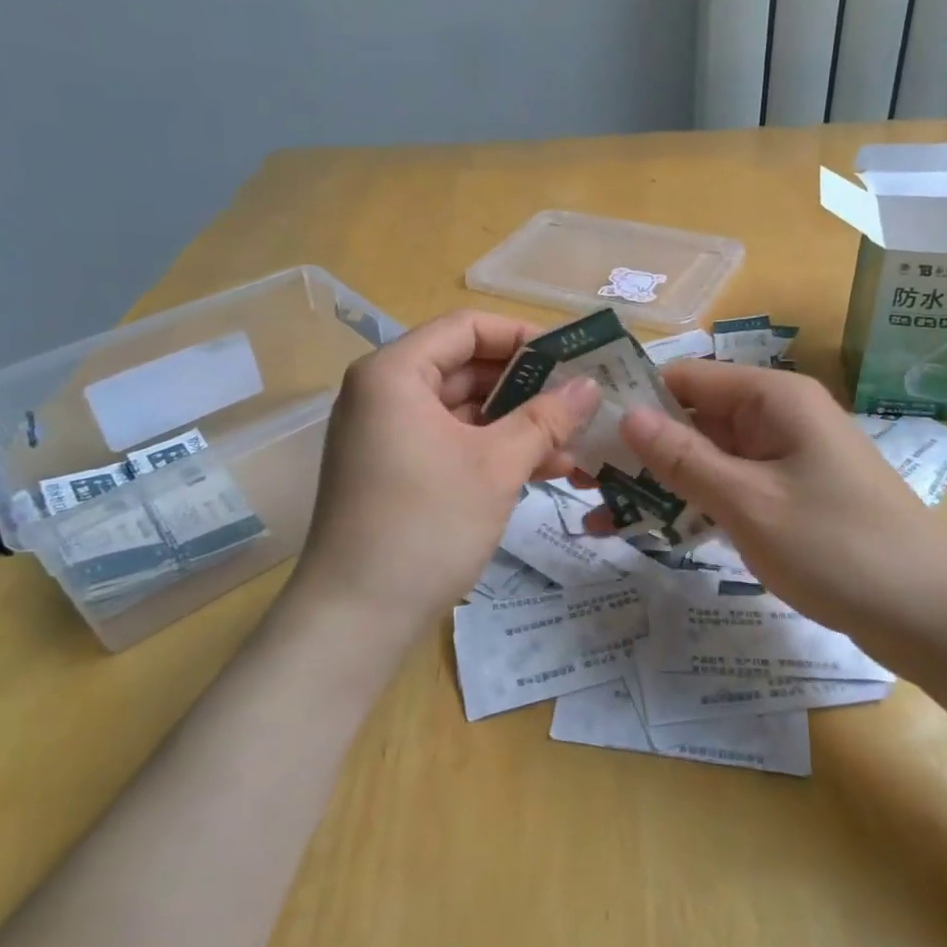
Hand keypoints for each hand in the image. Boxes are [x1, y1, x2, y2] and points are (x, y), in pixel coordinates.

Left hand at [290, 311, 599, 631]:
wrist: (356, 618)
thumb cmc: (426, 525)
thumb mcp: (497, 467)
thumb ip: (546, 418)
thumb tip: (591, 386)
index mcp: (395, 373)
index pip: (466, 328)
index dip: (523, 336)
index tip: (572, 357)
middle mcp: (384, 393)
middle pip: (465, 367)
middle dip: (527, 386)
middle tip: (582, 400)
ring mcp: (387, 435)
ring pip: (463, 410)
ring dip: (517, 423)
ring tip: (575, 441)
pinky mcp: (395, 470)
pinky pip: (450, 442)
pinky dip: (492, 450)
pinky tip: (543, 468)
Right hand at [605, 361, 946, 651]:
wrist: (933, 616)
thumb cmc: (839, 547)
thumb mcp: (749, 502)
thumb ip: (683, 458)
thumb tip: (625, 415)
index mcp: (772, 398)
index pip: (685, 377)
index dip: (633, 397)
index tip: (581, 428)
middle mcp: (775, 418)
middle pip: (691, 419)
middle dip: (637, 448)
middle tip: (578, 478)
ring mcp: (782, 460)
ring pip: (704, 459)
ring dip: (656, 483)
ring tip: (597, 512)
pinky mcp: (786, 498)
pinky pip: (727, 491)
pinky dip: (690, 507)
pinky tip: (645, 532)